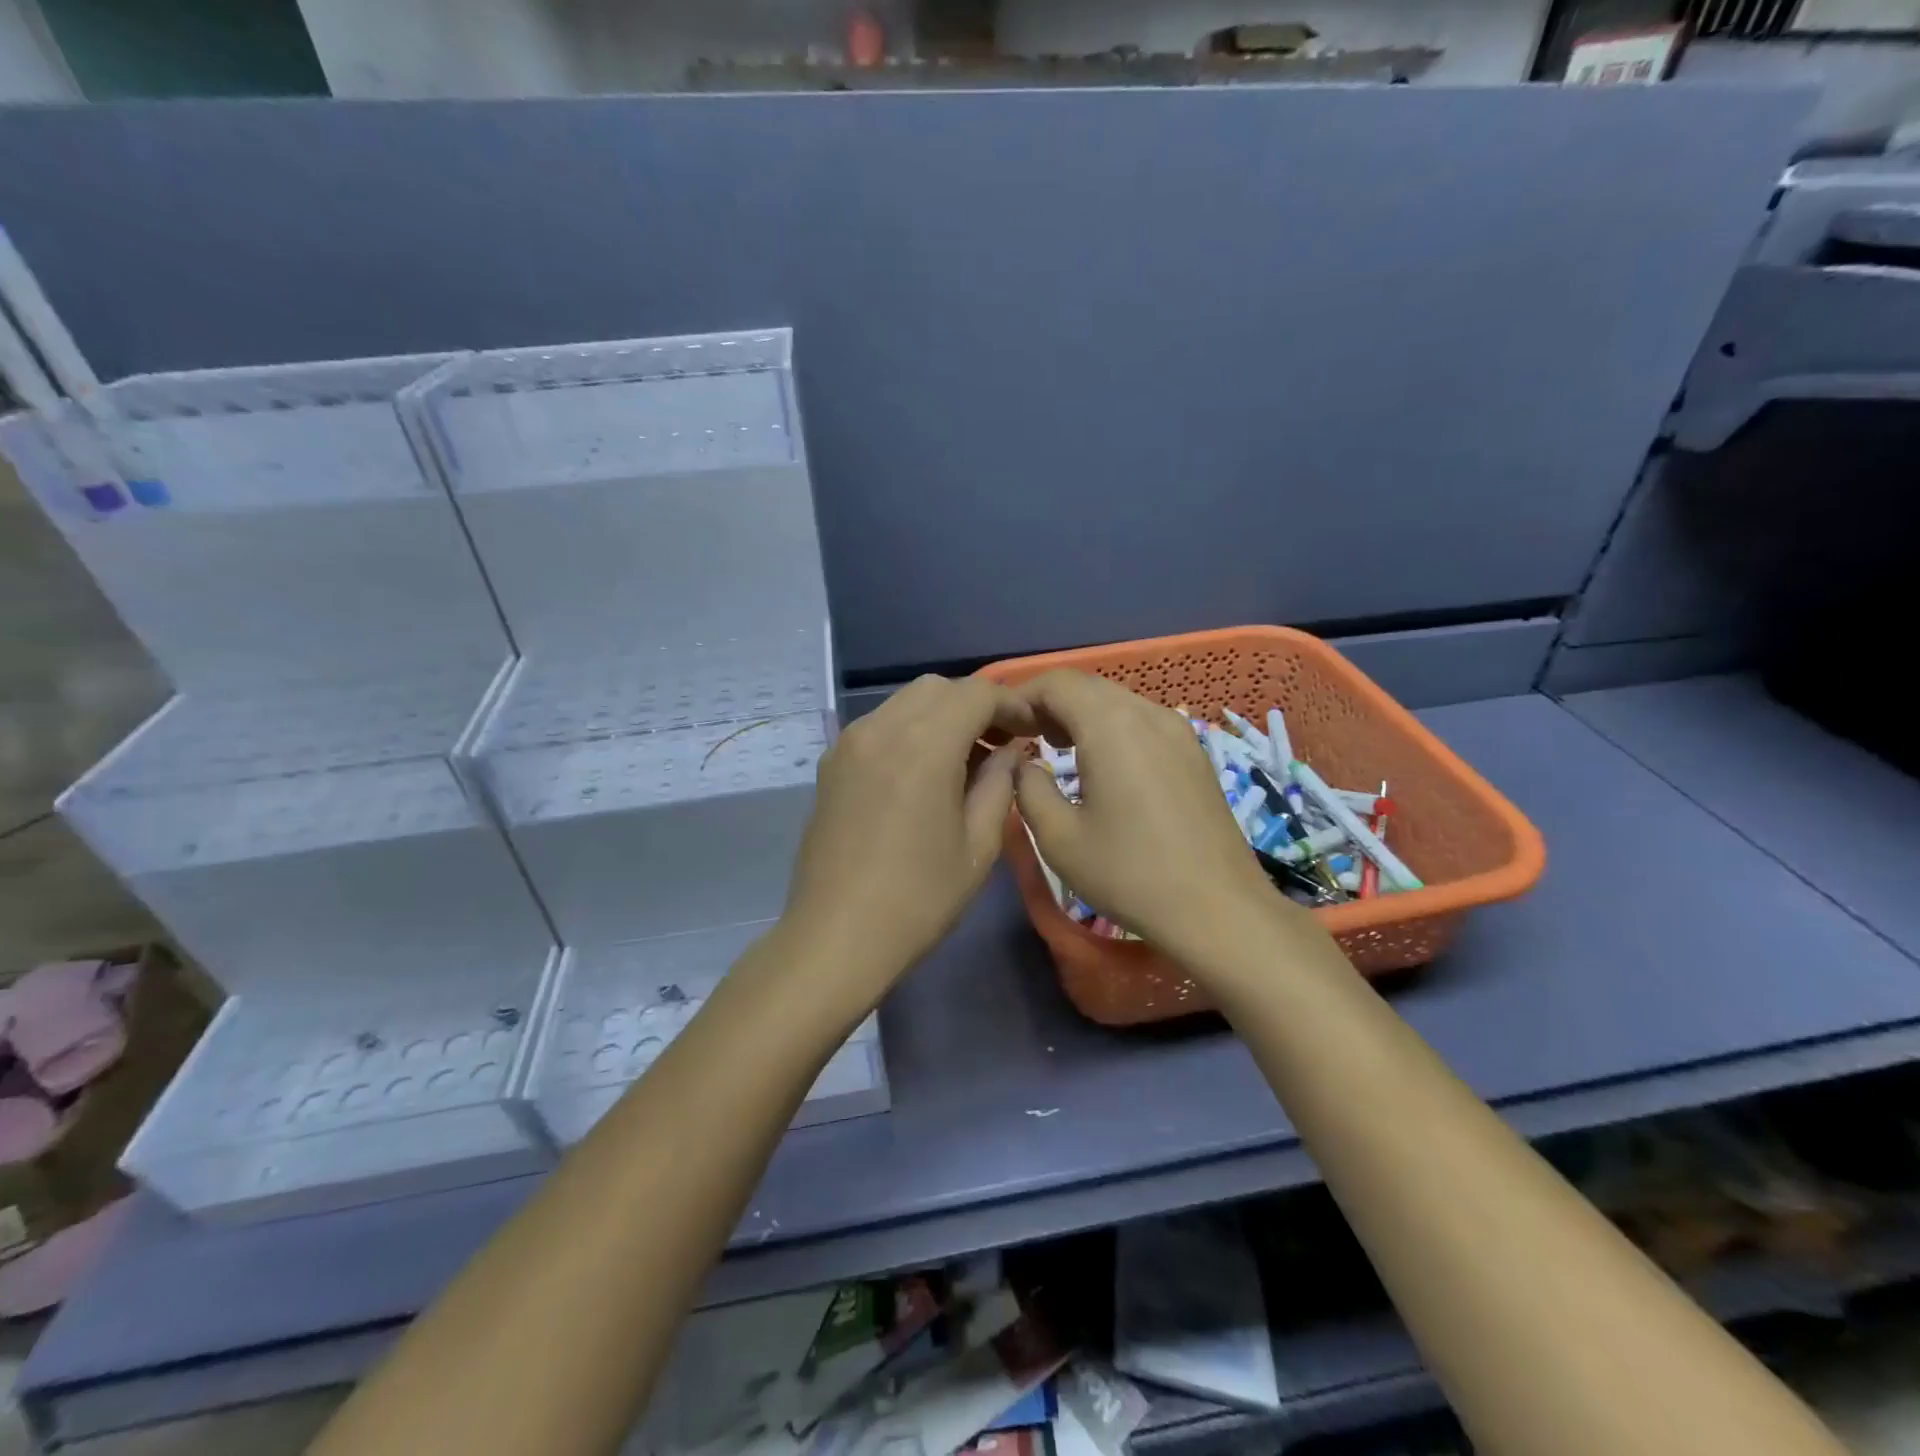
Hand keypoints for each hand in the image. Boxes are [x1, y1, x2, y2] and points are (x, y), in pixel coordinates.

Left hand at [779, 675, 1030, 1010]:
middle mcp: (881, 729)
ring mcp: (849, 743)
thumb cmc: (919, 898)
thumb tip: (1011, 752)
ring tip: (965, 759)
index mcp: (923, 746)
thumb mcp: (978, 845)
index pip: (976, 693)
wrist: (836, 936)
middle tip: (1000, 744)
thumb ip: (1000, 784)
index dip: (1011, 704)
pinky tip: (923, 773)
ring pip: (905, 702)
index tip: (1032, 730)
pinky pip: (880, 725)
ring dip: (942, 715)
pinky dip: (910, 730)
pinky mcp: (831, 763)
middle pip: (938, 688)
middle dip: (975, 704)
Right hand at [1011, 670, 1307, 963]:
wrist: (1218, 909)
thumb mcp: (1059, 838)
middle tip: (1024, 738)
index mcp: (1111, 725)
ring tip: (1058, 749)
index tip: (1003, 727)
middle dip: (1050, 703)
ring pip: (1117, 700)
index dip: (1022, 695)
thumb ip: (1028, 788)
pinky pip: (1141, 720)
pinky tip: (1102, 764)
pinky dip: (1111, 727)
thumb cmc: (1130, 873)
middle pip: (1088, 685)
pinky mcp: (1194, 751)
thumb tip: (1023, 763)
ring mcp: (1178, 730)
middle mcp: (1148, 713)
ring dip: (1081, 714)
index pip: (1057, 682)